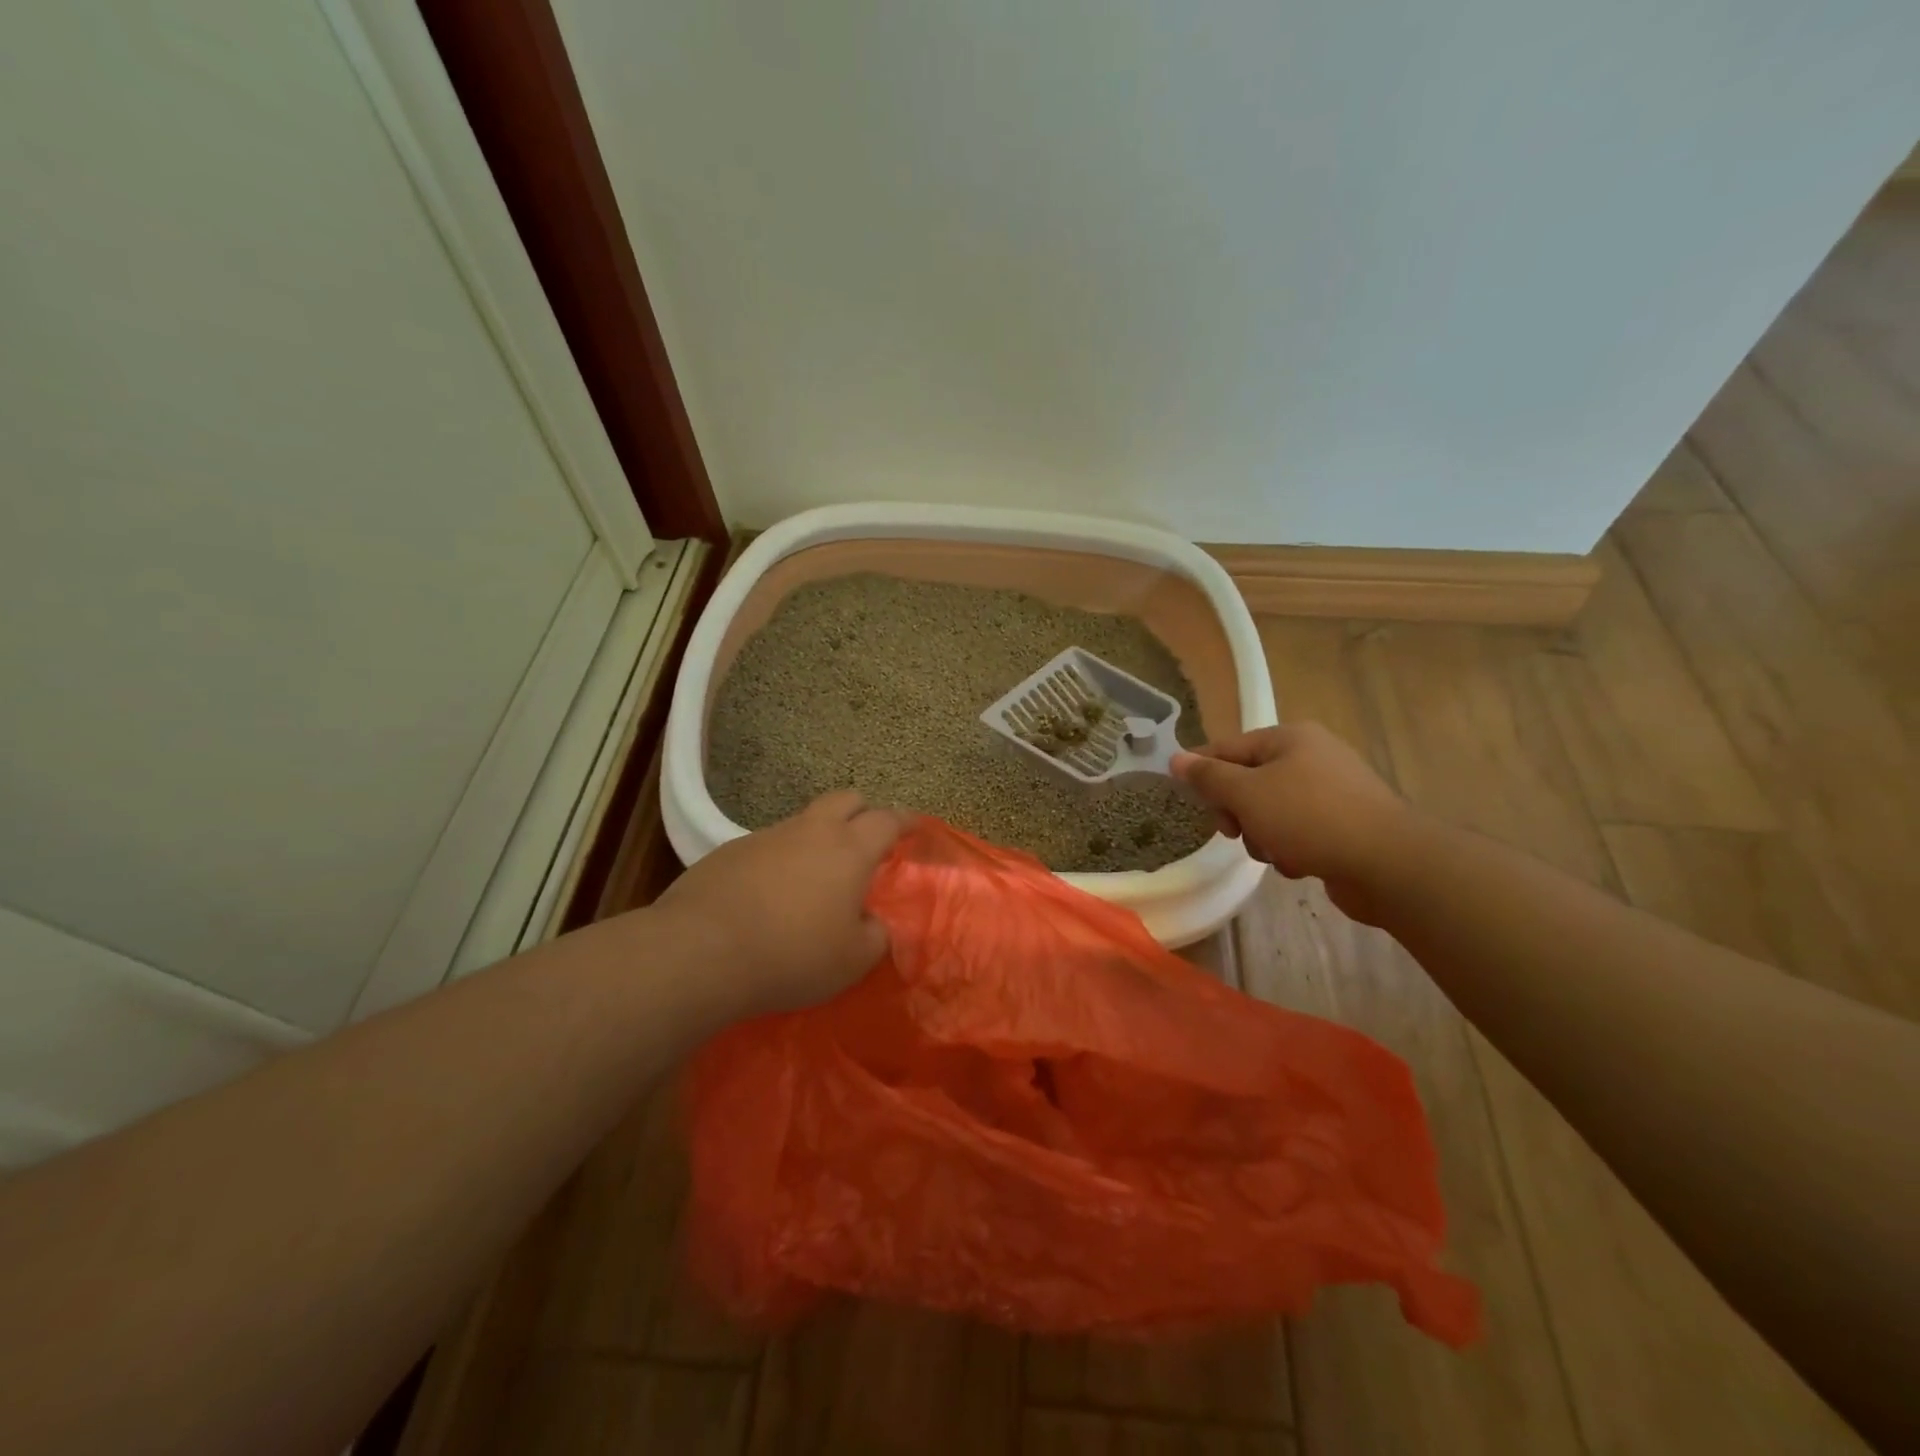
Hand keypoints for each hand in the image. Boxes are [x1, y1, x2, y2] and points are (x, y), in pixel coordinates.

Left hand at [652, 791, 906, 1014]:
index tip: (915, 826)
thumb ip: (875, 936)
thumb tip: (872, 923)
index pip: (887, 820)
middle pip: (845, 799)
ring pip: (803, 822)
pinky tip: (769, 896)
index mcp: (849, 850)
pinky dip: (780, 860)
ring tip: (815, 877)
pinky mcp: (729, 851)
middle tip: (867, 839)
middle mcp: (810, 831)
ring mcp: (766, 837)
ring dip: (818, 837)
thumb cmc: (792, 955)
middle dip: (863, 811)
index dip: (905, 820)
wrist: (701, 951)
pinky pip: (767, 846)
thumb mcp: (852, 960)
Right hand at [1172, 722, 1411, 922]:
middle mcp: (1312, 756)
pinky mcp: (1345, 824)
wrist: (1389, 864)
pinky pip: (1299, 831)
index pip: (1227, 748)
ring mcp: (1333, 791)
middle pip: (1249, 781)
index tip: (1188, 802)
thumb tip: (1176, 758)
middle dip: (1237, 811)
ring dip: (1263, 836)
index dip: (1202, 773)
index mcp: (1289, 738)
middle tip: (1235, 831)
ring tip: (1277, 853)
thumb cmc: (1309, 818)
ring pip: (1271, 811)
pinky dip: (1292, 848)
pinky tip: (1300, 864)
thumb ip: (1208, 776)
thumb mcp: (1247, 794)